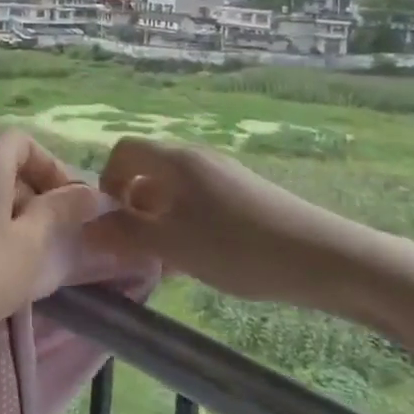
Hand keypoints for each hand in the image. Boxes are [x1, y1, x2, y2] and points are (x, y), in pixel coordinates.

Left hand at [0, 132, 107, 359]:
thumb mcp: (30, 244)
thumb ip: (60, 212)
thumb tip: (91, 192)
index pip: (22, 141)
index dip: (50, 165)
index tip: (68, 202)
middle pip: (0, 165)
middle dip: (32, 192)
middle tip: (51, 234)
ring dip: (7, 213)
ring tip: (24, 255)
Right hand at [88, 137, 380, 309]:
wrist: (325, 258)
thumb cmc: (237, 247)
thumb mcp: (171, 245)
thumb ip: (124, 234)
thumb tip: (88, 227)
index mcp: (175, 160)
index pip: (123, 151)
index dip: (107, 181)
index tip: (111, 221)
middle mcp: (197, 158)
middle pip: (147, 171)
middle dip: (132, 208)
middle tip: (135, 249)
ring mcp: (224, 175)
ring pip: (173, 192)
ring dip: (158, 221)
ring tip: (166, 262)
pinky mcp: (245, 196)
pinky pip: (199, 203)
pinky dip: (186, 225)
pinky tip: (199, 261)